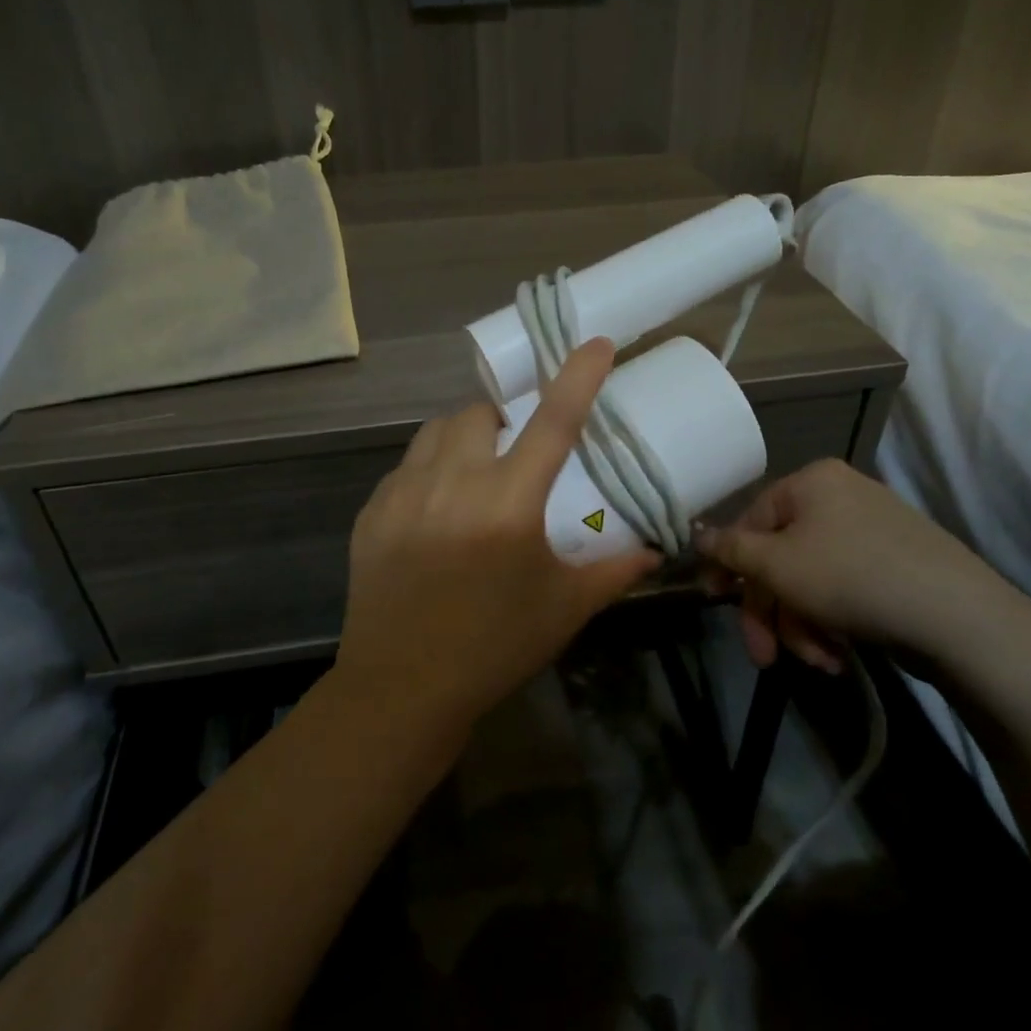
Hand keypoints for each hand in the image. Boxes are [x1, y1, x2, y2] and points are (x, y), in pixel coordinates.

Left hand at [334, 338, 659, 736]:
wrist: (401, 689)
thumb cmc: (494, 648)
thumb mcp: (564, 608)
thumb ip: (614, 570)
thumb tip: (656, 549)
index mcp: (508, 504)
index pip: (553, 421)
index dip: (578, 375)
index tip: (596, 341)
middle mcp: (453, 483)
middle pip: (479, 412)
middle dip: (502, 417)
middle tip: (515, 450)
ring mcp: (404, 493)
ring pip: (435, 431)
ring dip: (463, 436)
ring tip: (474, 470)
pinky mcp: (373, 511)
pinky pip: (406, 466)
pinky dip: (429, 469)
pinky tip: (436, 506)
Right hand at [695, 458, 1024, 672]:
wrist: (959, 617)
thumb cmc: (851, 577)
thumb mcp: (777, 564)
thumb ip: (730, 549)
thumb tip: (696, 534)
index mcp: (811, 482)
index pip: (751, 520)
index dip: (730, 564)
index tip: (714, 601)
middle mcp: (841, 497)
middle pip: (782, 557)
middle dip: (771, 611)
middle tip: (764, 656)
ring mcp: (873, 531)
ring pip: (811, 580)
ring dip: (802, 626)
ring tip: (819, 662)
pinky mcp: (896, 566)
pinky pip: (844, 589)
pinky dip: (833, 623)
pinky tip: (840, 656)